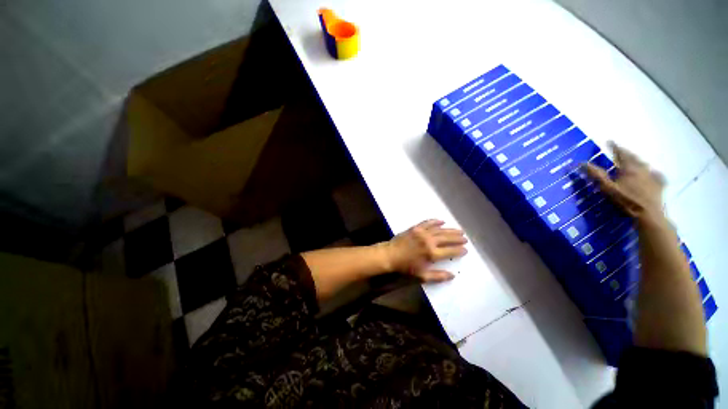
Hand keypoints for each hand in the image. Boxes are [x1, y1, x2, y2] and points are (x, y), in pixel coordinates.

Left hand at [379, 219, 467, 281]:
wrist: (390, 255)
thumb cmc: (405, 267)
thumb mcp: (421, 275)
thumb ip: (438, 276)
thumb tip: (452, 275)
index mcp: (432, 253)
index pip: (450, 251)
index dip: (459, 250)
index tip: (465, 250)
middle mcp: (429, 241)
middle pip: (447, 238)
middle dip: (457, 238)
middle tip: (465, 238)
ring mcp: (422, 232)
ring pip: (440, 229)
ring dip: (450, 229)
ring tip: (459, 230)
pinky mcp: (415, 228)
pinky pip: (428, 222)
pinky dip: (435, 221)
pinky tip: (441, 221)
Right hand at [585, 142, 664, 222]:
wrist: (649, 214)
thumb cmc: (626, 200)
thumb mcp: (607, 188)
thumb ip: (596, 175)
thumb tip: (582, 163)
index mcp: (628, 168)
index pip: (620, 153)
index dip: (614, 146)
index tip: (609, 141)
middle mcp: (642, 168)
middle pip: (634, 157)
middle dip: (626, 152)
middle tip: (621, 150)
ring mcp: (653, 176)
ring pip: (645, 164)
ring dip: (638, 160)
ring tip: (635, 160)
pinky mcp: (660, 185)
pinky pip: (657, 175)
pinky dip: (653, 172)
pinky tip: (654, 173)